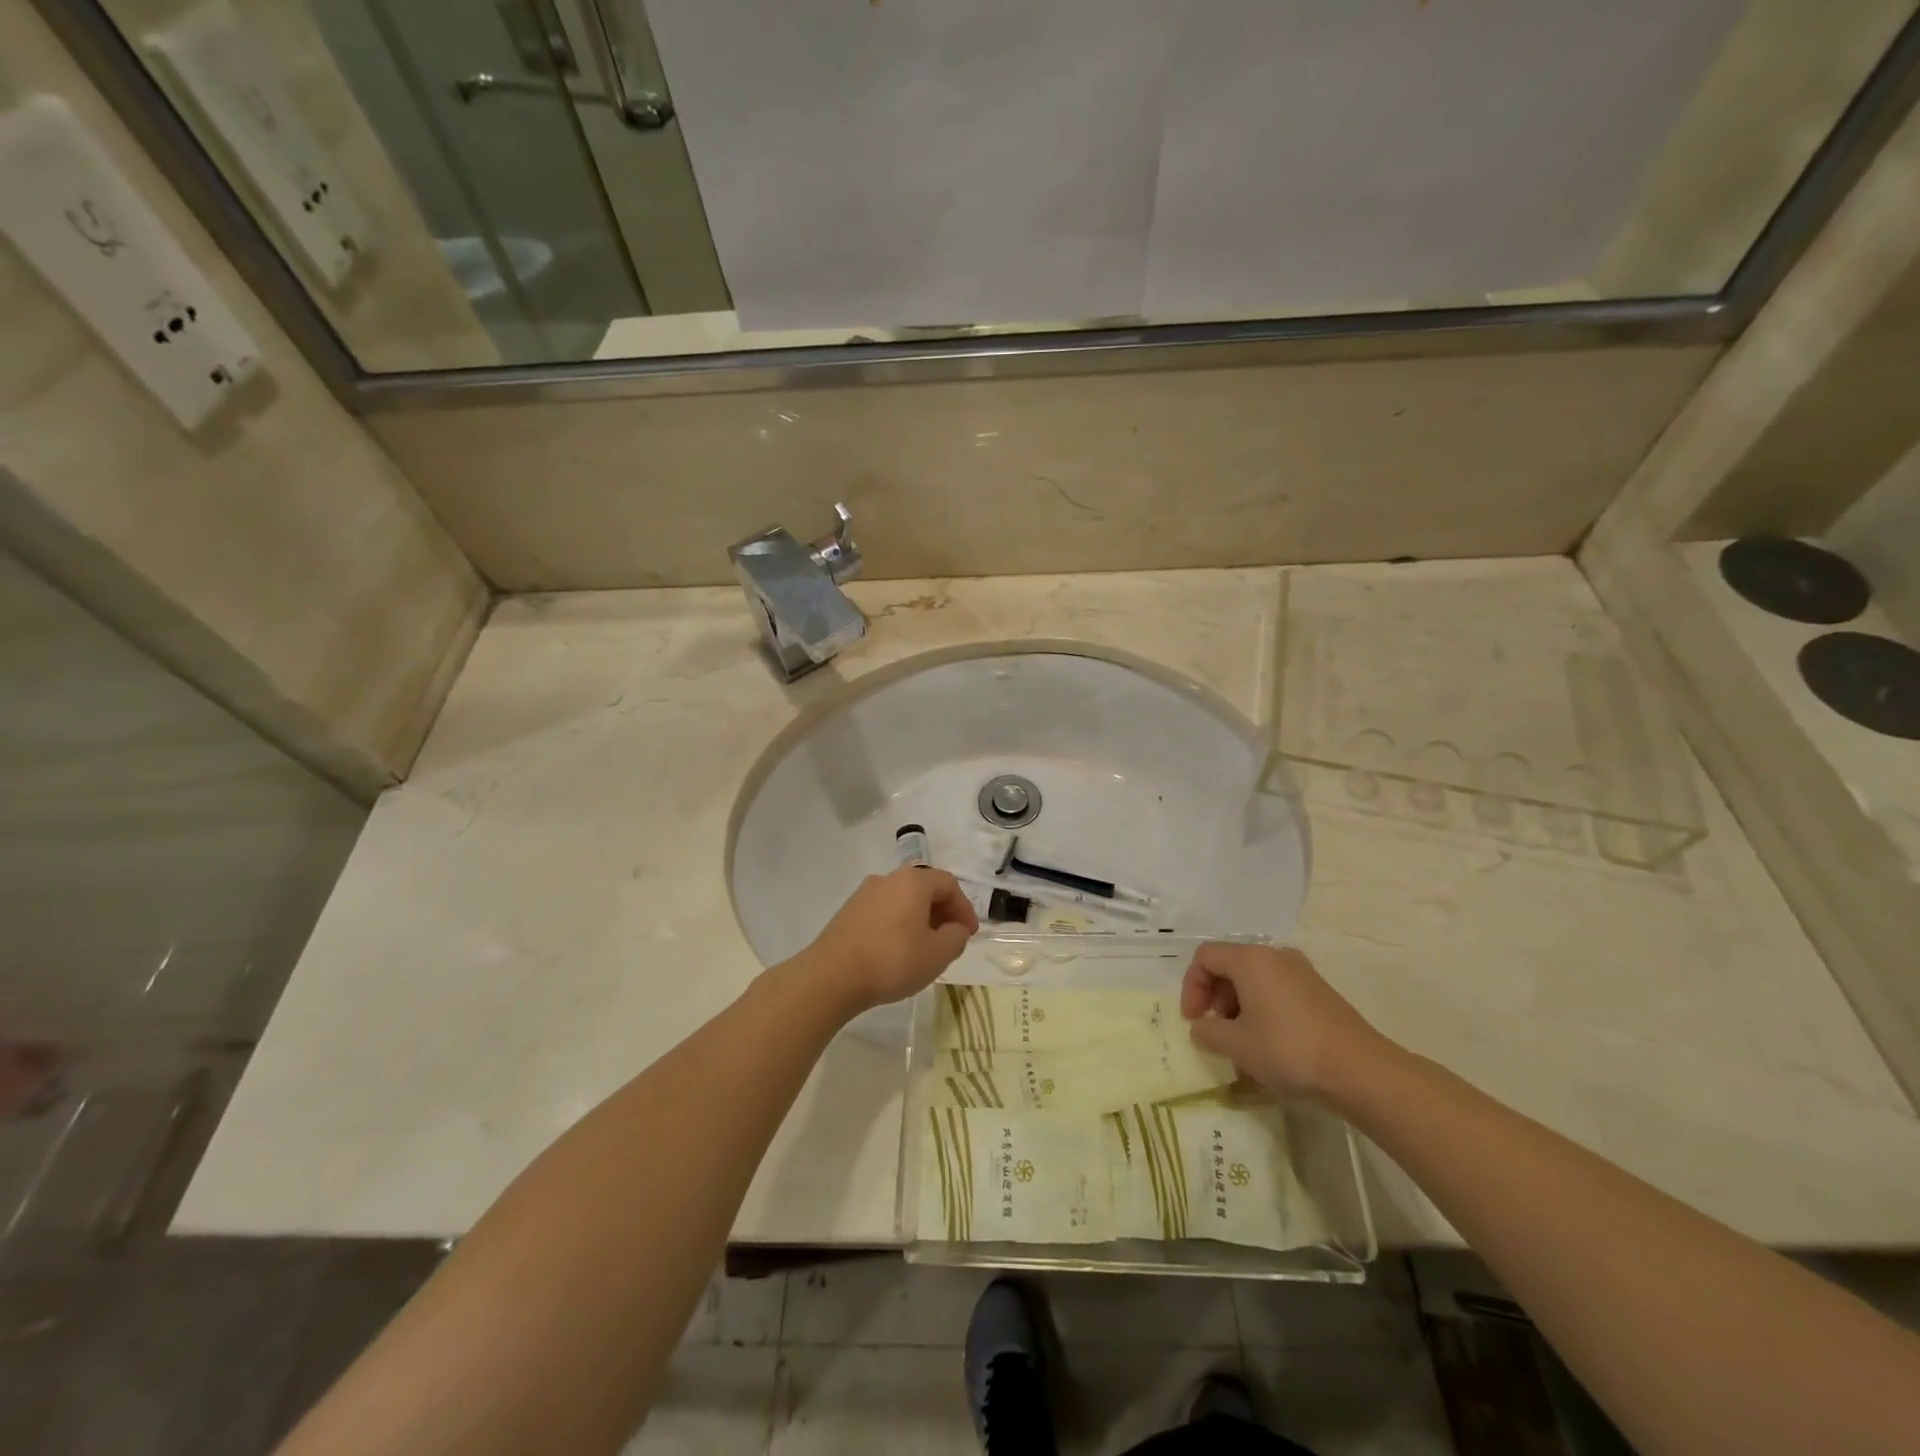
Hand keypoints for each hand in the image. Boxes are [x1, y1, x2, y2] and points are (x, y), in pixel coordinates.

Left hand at [800, 866, 979, 1016]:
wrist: (832, 976)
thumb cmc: (892, 960)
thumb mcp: (938, 954)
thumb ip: (956, 937)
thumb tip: (956, 928)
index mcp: (913, 881)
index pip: (948, 884)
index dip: (964, 908)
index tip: (969, 934)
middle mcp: (888, 879)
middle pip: (924, 889)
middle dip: (942, 913)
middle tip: (950, 940)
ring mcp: (864, 894)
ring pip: (902, 901)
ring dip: (919, 920)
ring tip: (924, 948)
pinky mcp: (848, 912)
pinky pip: (884, 912)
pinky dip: (898, 925)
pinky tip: (897, 951)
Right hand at [1180, 943, 1392, 1100]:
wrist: (1360, 1070)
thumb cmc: (1289, 1049)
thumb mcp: (1237, 1045)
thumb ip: (1208, 1032)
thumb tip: (1201, 1028)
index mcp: (1250, 959)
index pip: (1205, 957)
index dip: (1192, 987)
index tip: (1194, 1020)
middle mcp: (1275, 955)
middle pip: (1230, 965)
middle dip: (1215, 997)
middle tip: (1216, 1030)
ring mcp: (1301, 972)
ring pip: (1255, 979)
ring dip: (1239, 1006)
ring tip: (1242, 1042)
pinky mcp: (1320, 992)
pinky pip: (1277, 990)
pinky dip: (1263, 1009)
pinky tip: (1270, 1044)